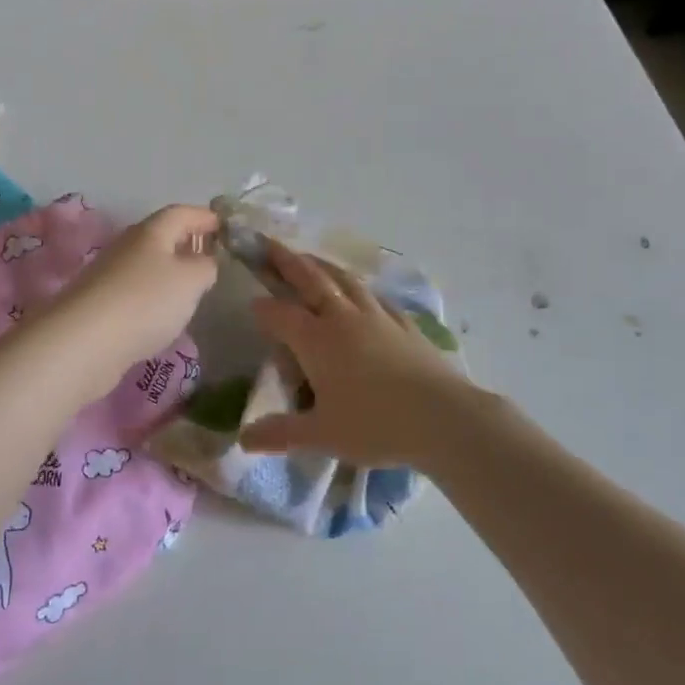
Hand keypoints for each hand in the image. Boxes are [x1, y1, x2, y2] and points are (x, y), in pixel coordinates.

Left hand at [49, 204, 220, 374]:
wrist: (84, 342)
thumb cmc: (145, 301)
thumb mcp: (191, 280)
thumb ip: (205, 266)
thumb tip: (204, 261)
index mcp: (151, 231)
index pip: (181, 212)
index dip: (204, 217)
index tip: (226, 227)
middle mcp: (127, 246)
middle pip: (161, 235)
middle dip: (187, 242)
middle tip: (211, 257)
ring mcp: (109, 275)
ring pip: (147, 264)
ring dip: (169, 270)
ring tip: (191, 288)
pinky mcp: (99, 304)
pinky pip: (134, 290)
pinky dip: (153, 295)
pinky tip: (161, 315)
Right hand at [239, 240, 473, 468]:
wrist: (442, 417)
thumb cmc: (375, 425)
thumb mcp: (322, 435)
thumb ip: (280, 433)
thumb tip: (242, 440)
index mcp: (316, 340)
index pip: (280, 314)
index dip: (263, 307)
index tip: (251, 302)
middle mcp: (343, 318)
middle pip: (311, 280)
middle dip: (287, 261)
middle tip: (270, 244)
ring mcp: (377, 316)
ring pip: (344, 280)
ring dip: (322, 265)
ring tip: (310, 258)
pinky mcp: (404, 324)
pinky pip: (375, 297)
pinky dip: (360, 289)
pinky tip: (362, 292)